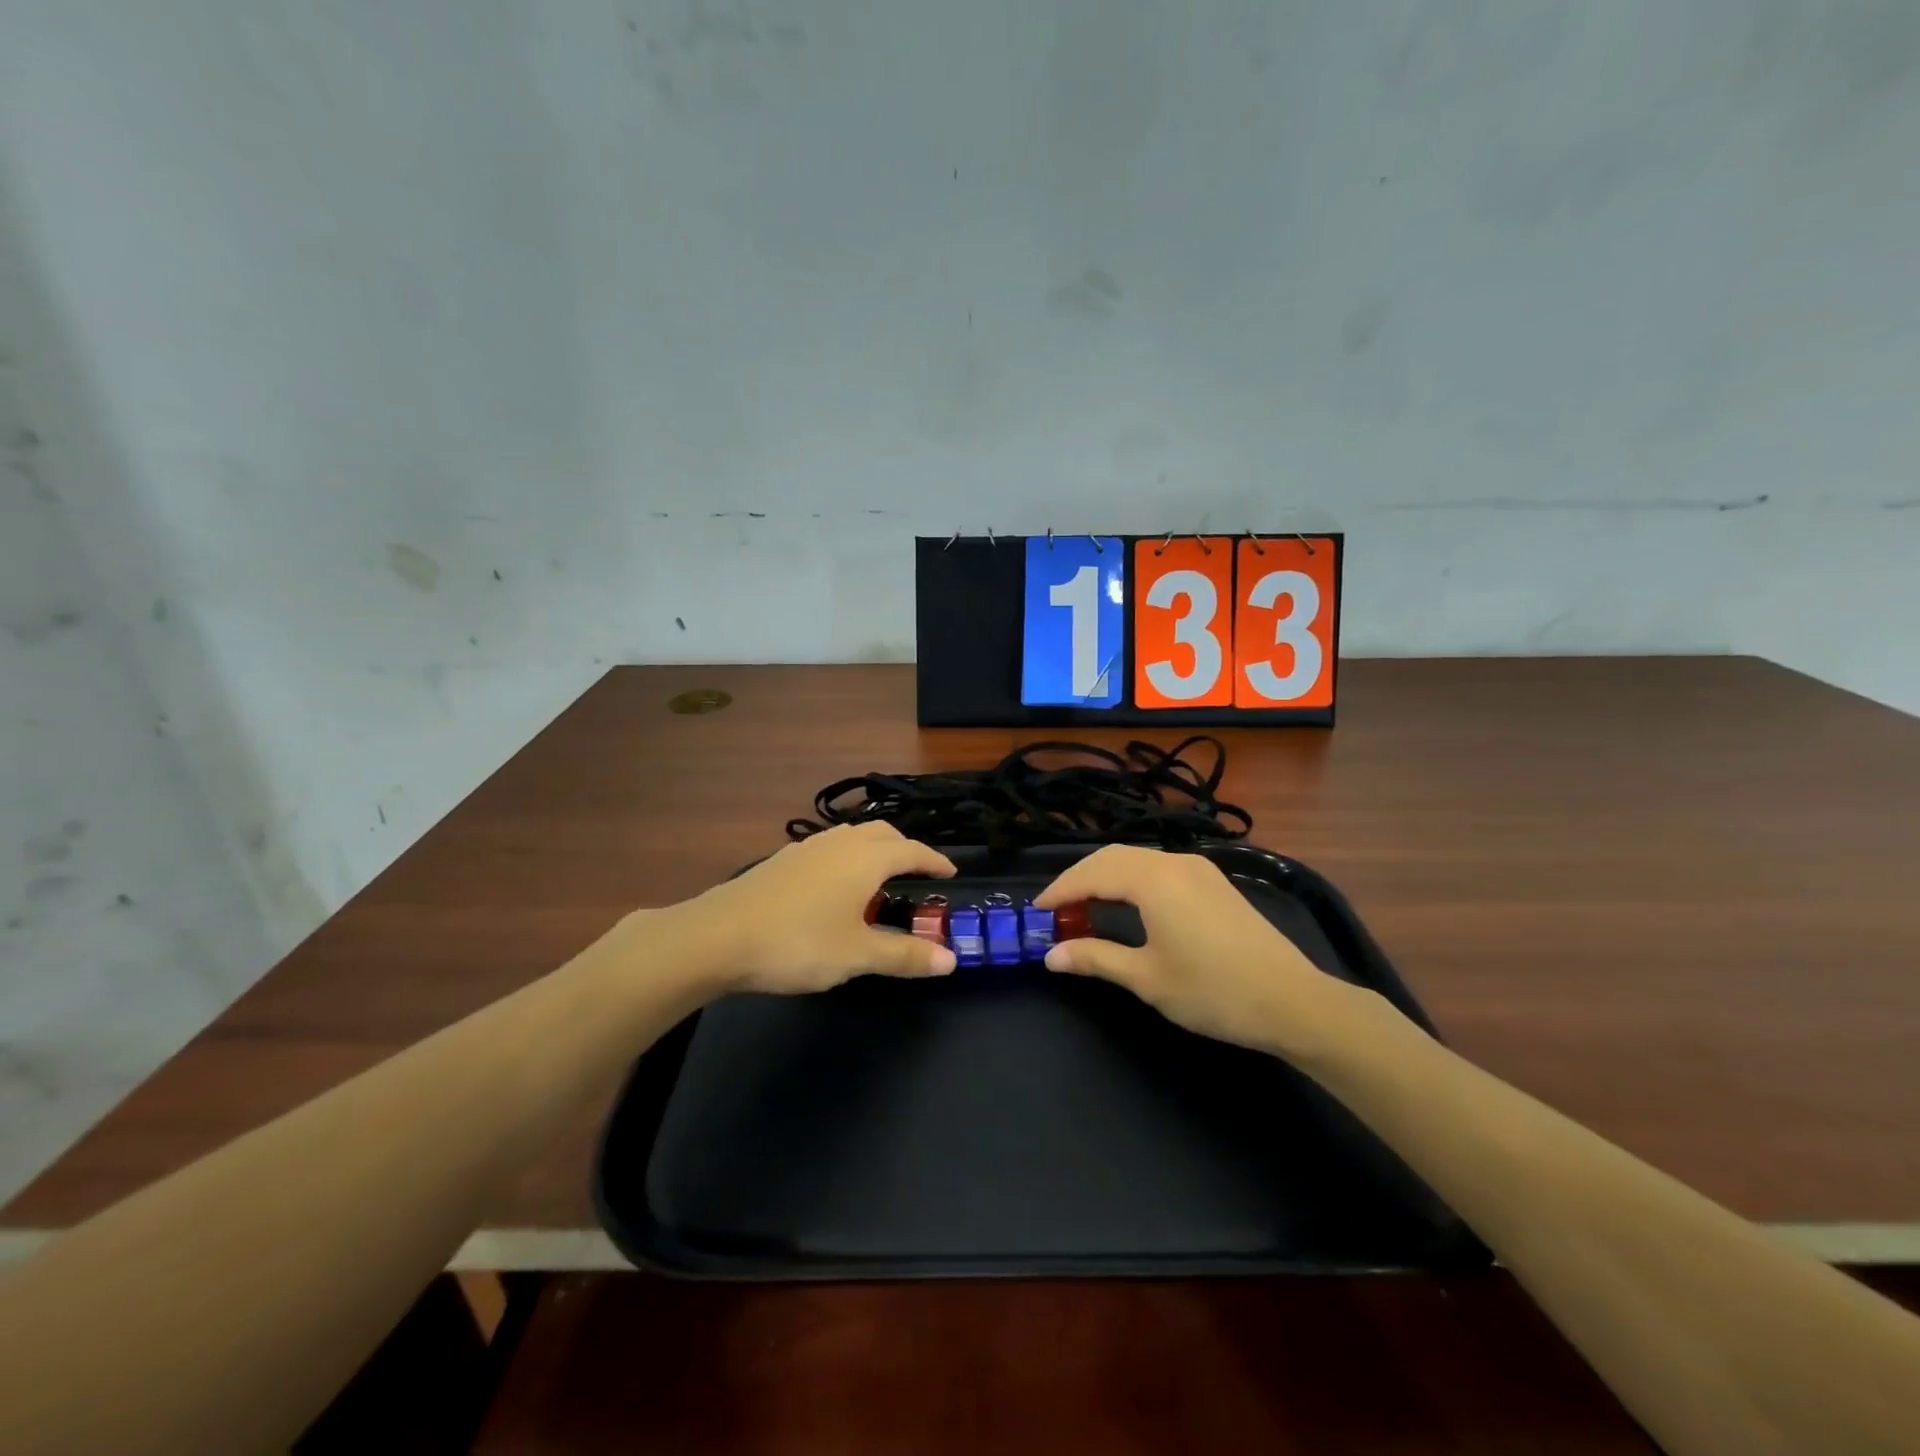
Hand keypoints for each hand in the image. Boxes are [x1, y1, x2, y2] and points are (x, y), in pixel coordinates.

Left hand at [677, 823, 957, 995]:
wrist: (719, 936)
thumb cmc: (799, 943)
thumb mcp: (857, 955)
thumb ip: (904, 955)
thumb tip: (951, 960)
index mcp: (866, 858)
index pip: (913, 850)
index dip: (935, 861)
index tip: (950, 873)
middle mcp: (840, 842)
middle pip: (883, 834)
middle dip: (906, 849)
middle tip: (917, 874)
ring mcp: (808, 847)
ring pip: (853, 837)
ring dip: (874, 851)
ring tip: (878, 881)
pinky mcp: (782, 859)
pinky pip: (829, 848)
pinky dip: (847, 858)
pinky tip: (835, 888)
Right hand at [1034, 845, 1359, 1059]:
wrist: (1293, 1002)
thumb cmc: (1213, 991)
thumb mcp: (1147, 978)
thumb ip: (1095, 958)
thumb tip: (1051, 955)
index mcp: (1154, 880)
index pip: (1092, 874)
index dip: (1060, 890)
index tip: (1035, 911)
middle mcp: (1174, 862)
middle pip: (1112, 858)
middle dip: (1079, 880)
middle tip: (1055, 910)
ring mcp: (1198, 869)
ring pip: (1136, 860)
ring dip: (1105, 878)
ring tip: (1084, 909)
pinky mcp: (1213, 883)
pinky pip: (1158, 868)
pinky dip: (1131, 880)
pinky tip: (1126, 905)